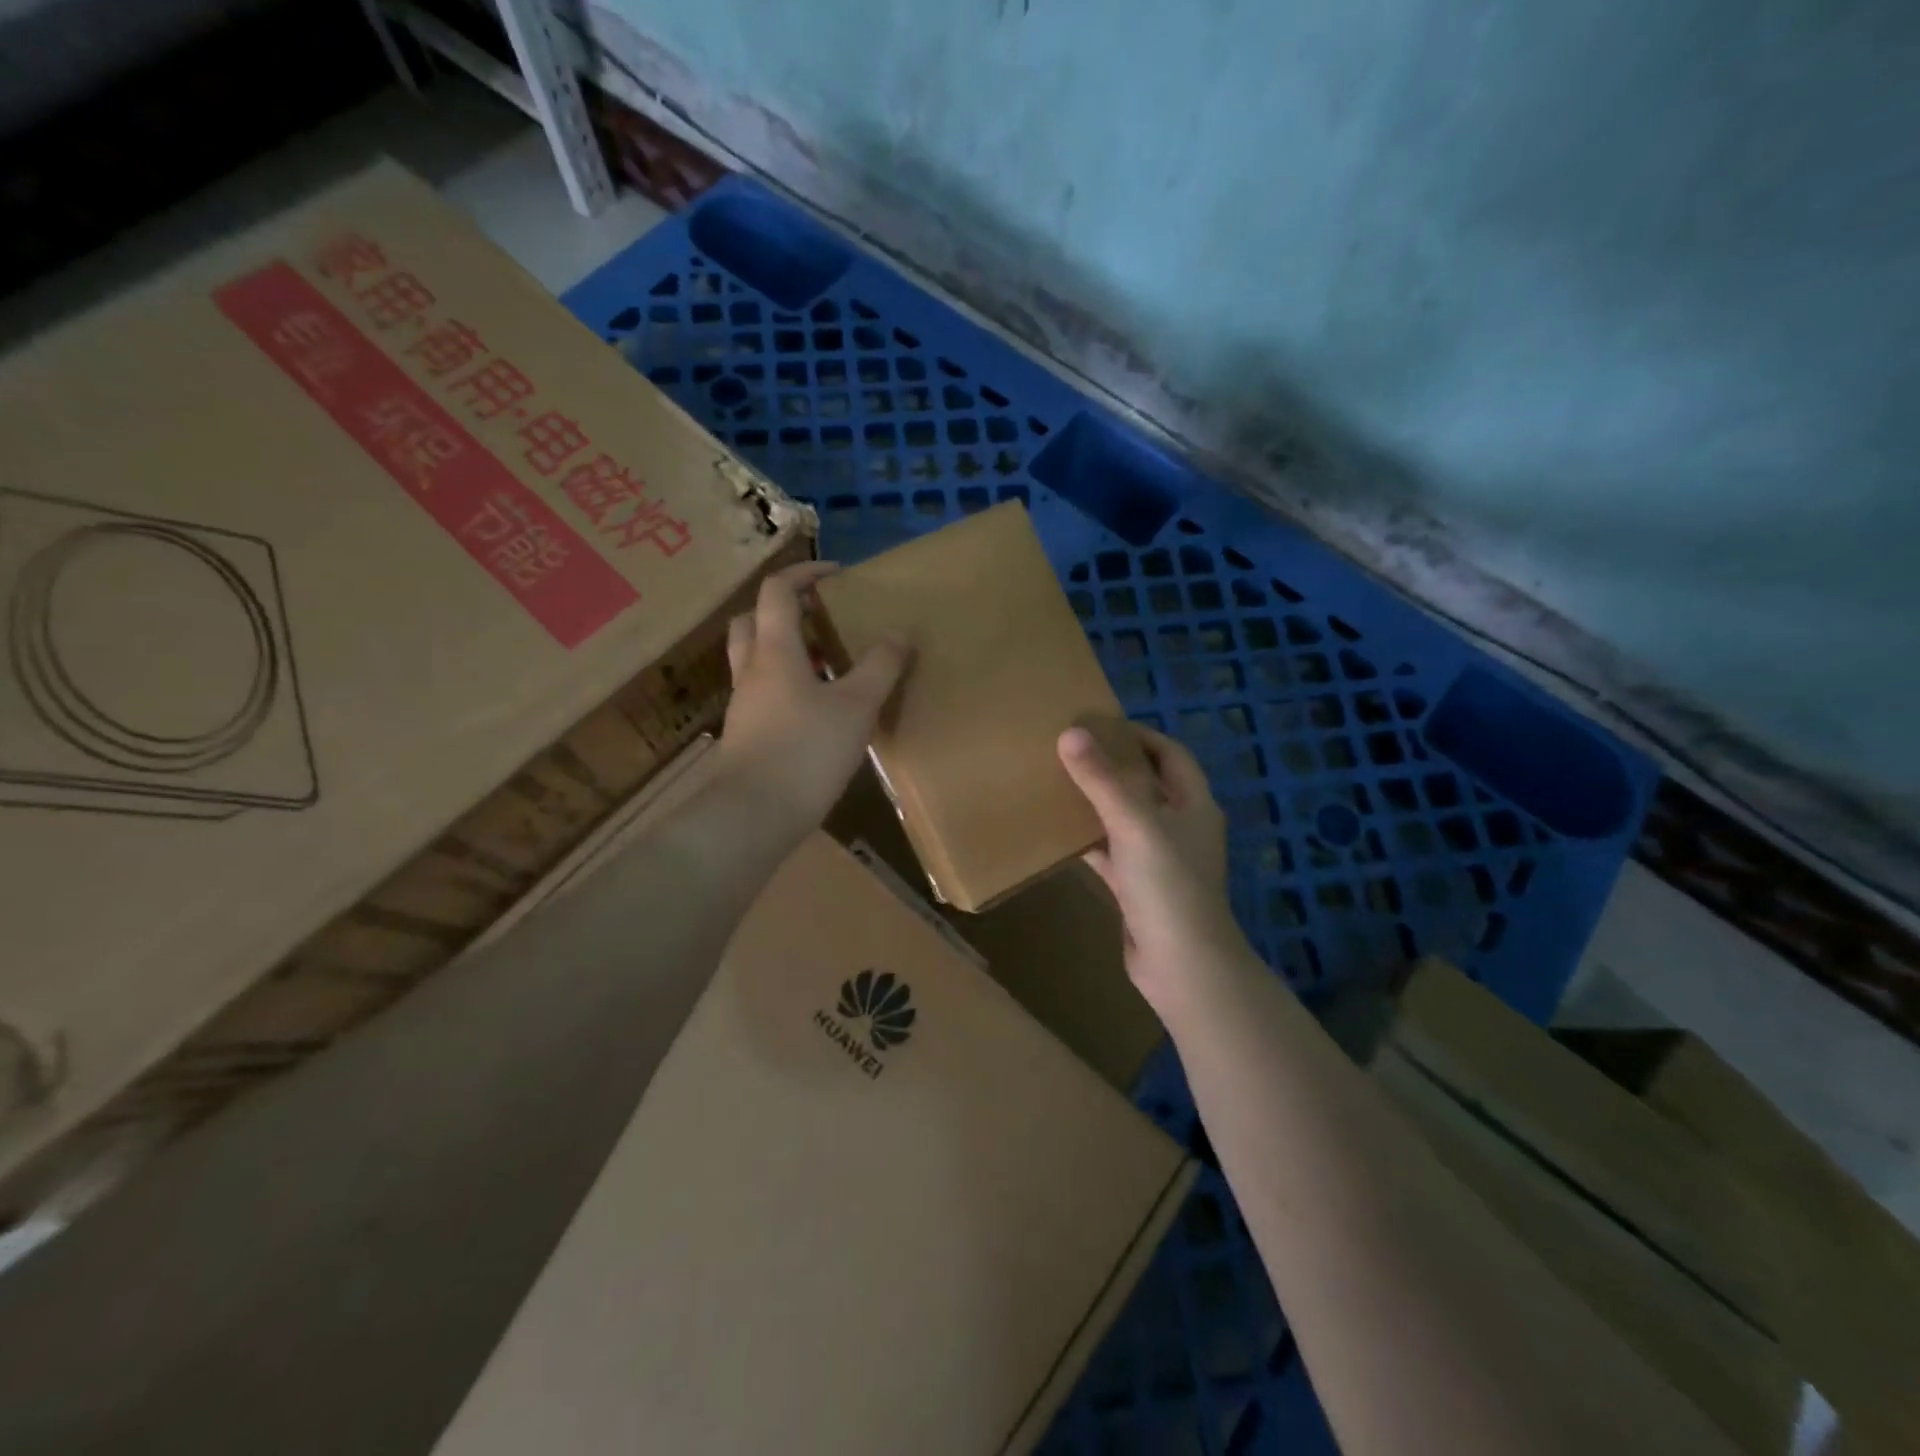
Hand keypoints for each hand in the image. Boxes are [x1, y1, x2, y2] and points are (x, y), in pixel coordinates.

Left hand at [715, 561, 908, 836]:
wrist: (754, 814)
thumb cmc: (806, 751)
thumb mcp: (856, 707)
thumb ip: (880, 667)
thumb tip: (899, 633)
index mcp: (774, 651)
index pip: (778, 591)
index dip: (805, 574)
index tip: (838, 575)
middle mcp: (751, 670)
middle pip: (753, 621)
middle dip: (786, 610)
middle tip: (822, 618)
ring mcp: (744, 705)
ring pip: (756, 659)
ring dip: (785, 649)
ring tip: (826, 663)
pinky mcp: (746, 734)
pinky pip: (763, 692)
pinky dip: (785, 684)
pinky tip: (816, 709)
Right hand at [1058, 722, 1250, 1013]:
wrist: (1182, 964)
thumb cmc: (1168, 884)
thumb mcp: (1134, 823)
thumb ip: (1102, 779)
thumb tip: (1070, 733)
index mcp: (1193, 803)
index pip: (1170, 754)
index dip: (1140, 735)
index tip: (1100, 723)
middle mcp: (1180, 826)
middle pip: (1147, 784)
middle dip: (1113, 766)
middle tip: (1072, 750)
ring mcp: (1160, 859)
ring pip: (1126, 819)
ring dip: (1099, 802)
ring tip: (1060, 783)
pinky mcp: (1139, 887)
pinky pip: (1112, 852)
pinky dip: (1090, 840)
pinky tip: (1059, 833)